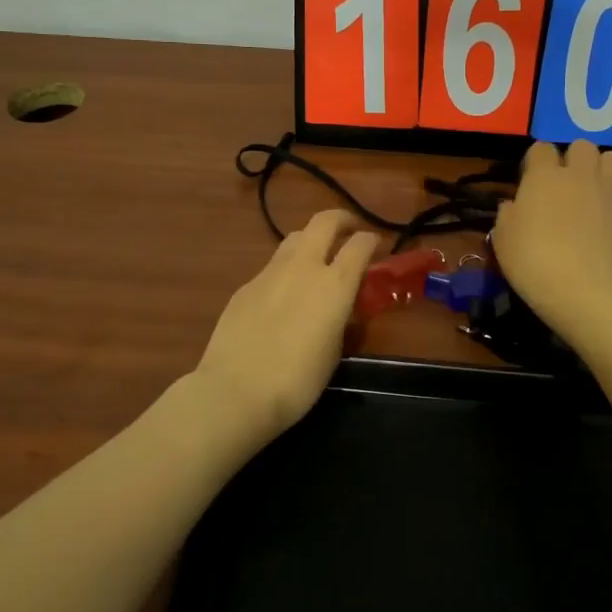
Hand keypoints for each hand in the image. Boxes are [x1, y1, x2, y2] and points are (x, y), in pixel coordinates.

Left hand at [191, 210, 377, 440]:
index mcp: (335, 284)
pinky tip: (283, 295)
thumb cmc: (297, 381)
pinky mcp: (246, 286)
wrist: (235, 391)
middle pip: (324, 222)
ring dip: (311, 240)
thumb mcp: (334, 352)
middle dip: (341, 219)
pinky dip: (286, 270)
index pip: (360, 244)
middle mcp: (304, 267)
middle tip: (349, 228)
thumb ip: (341, 320)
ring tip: (316, 258)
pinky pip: (272, 267)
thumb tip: (341, 308)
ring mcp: (270, 272)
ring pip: (295, 238)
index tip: (376, 245)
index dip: (371, 240)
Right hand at [493, 141, 611, 342]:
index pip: (540, 148)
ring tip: (593, 192)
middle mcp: (579, 175)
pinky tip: (610, 220)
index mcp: (544, 176)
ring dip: (602, 170)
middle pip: (582, 146)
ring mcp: (610, 191)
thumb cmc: (533, 262)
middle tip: (564, 185)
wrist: (584, 291)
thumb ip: (507, 214)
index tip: (530, 182)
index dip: (535, 162)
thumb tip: (514, 206)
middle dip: (573, 159)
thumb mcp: (502, 239)